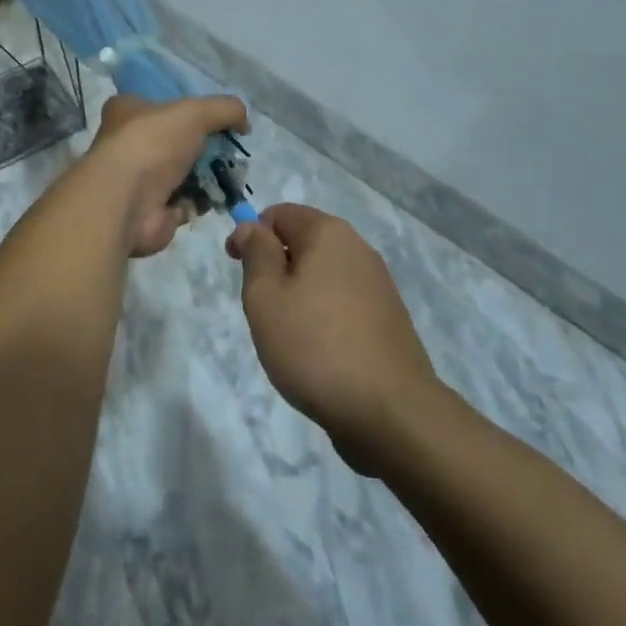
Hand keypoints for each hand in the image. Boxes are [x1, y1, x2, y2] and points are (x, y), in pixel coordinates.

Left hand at [89, 93, 247, 256]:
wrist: (127, 201)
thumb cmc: (154, 144)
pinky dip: (198, 202)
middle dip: (206, 150)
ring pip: (184, 174)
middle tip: (229, 155)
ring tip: (228, 179)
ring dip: (207, 178)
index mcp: (128, 110)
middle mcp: (128, 143)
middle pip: (178, 142)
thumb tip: (244, 122)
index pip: (162, 105)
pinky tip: (209, 200)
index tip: (215, 121)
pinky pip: (184, 202)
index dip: (190, 111)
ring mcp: (138, 179)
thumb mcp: (195, 112)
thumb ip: (225, 109)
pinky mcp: (150, 210)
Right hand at [227, 204, 438, 469]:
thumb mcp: (265, 296)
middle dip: (276, 267)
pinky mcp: (389, 319)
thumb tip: (251, 226)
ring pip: (323, 275)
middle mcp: (358, 248)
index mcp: (328, 233)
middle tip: (262, 309)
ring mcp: (379, 284)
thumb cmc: (315, 346)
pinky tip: (320, 353)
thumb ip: (256, 253)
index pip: (279, 213)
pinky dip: (324, 316)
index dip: (250, 233)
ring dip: (299, 294)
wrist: (390, 412)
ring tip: (290, 336)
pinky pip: (344, 302)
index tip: (235, 267)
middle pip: (304, 242)